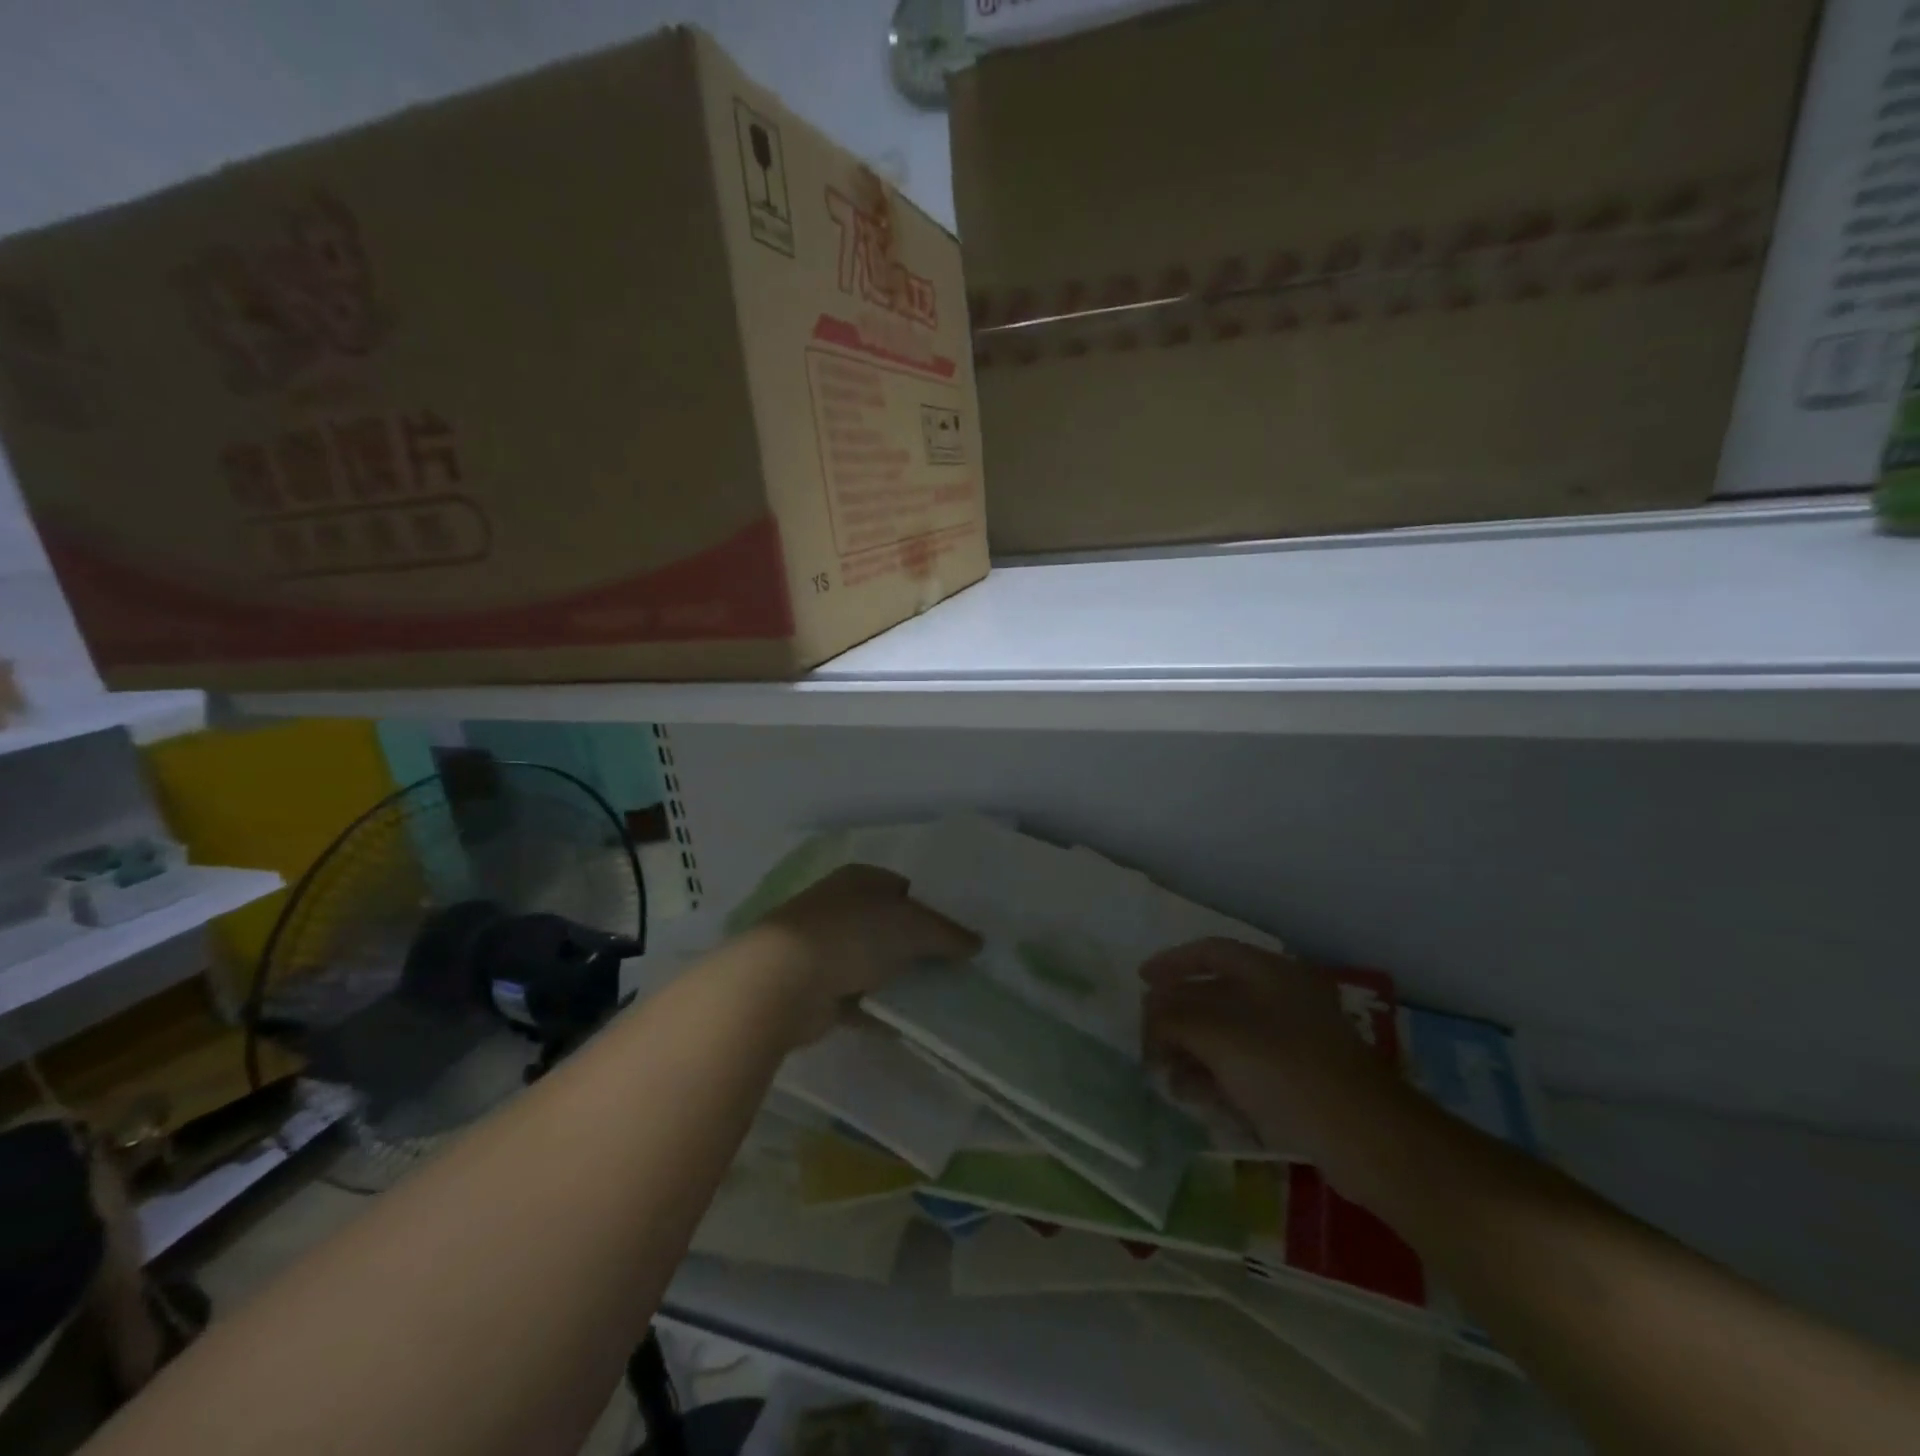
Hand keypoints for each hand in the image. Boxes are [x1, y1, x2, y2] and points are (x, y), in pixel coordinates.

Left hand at [747, 863, 979, 1044]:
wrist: (782, 981)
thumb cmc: (851, 935)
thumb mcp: (912, 926)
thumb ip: (947, 933)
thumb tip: (976, 943)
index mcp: (859, 880)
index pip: (903, 888)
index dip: (931, 909)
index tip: (957, 935)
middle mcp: (839, 907)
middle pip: (888, 927)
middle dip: (917, 947)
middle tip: (954, 969)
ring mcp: (823, 949)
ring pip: (873, 963)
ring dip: (898, 980)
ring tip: (937, 998)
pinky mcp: (815, 989)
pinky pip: (857, 999)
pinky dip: (878, 1010)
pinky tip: (904, 1024)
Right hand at [1140, 938, 1400, 1163]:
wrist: (1368, 1139)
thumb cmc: (1288, 1070)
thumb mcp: (1219, 1035)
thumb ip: (1174, 1017)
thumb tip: (1150, 1015)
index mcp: (1269, 973)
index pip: (1210, 951)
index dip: (1171, 962)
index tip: (1140, 981)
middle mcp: (1280, 998)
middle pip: (1213, 996)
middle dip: (1176, 1020)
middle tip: (1148, 1044)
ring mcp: (1292, 1041)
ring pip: (1226, 1037)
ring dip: (1192, 1053)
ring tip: (1169, 1080)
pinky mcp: (1298, 1080)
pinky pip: (1245, 1068)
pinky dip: (1218, 1078)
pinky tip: (1200, 1101)